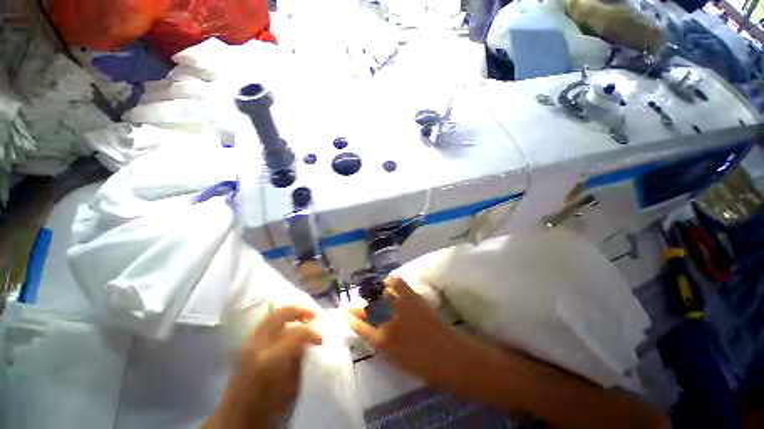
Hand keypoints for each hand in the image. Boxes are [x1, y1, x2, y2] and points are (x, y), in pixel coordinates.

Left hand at [205, 305, 322, 428]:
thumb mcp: (291, 390)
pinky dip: (281, 320)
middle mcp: (256, 345)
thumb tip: (308, 341)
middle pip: (282, 313)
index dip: (313, 332)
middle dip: (302, 311)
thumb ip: (299, 360)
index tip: (321, 340)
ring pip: (273, 314)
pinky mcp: (245, 344)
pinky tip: (290, 328)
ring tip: (304, 320)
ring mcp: (248, 342)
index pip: (297, 332)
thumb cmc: (267, 412)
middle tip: (314, 317)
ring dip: (292, 314)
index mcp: (269, 359)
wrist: (235, 422)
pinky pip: (267, 323)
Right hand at [346, 276, 484, 386]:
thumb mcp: (395, 360)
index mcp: (382, 341)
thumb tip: (369, 328)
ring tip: (370, 295)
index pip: (360, 326)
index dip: (351, 318)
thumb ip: (379, 343)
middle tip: (353, 304)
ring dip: (372, 293)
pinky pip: (397, 283)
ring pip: (379, 293)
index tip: (346, 313)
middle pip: (367, 308)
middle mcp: (388, 321)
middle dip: (357, 306)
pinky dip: (390, 281)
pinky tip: (387, 283)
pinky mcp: (413, 297)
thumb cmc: (422, 365)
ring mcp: (401, 306)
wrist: (450, 356)